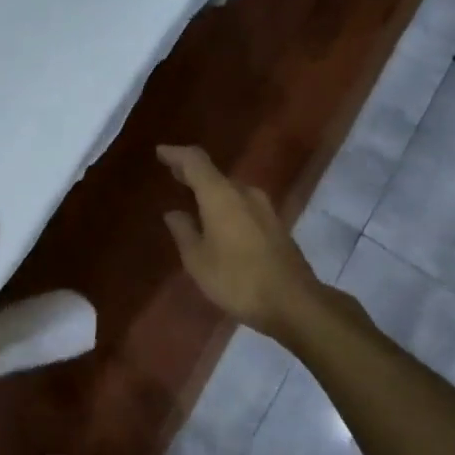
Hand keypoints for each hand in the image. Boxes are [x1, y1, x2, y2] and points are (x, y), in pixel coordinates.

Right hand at [157, 145, 327, 342]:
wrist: (294, 302)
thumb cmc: (237, 280)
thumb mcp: (198, 260)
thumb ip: (184, 232)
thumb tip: (174, 213)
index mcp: (221, 195)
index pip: (195, 161)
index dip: (176, 154)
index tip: (160, 152)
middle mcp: (244, 193)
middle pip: (215, 174)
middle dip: (192, 173)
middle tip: (173, 174)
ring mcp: (264, 208)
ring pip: (231, 190)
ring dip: (211, 191)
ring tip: (193, 199)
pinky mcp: (275, 225)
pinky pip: (243, 205)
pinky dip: (226, 205)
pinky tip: (218, 220)